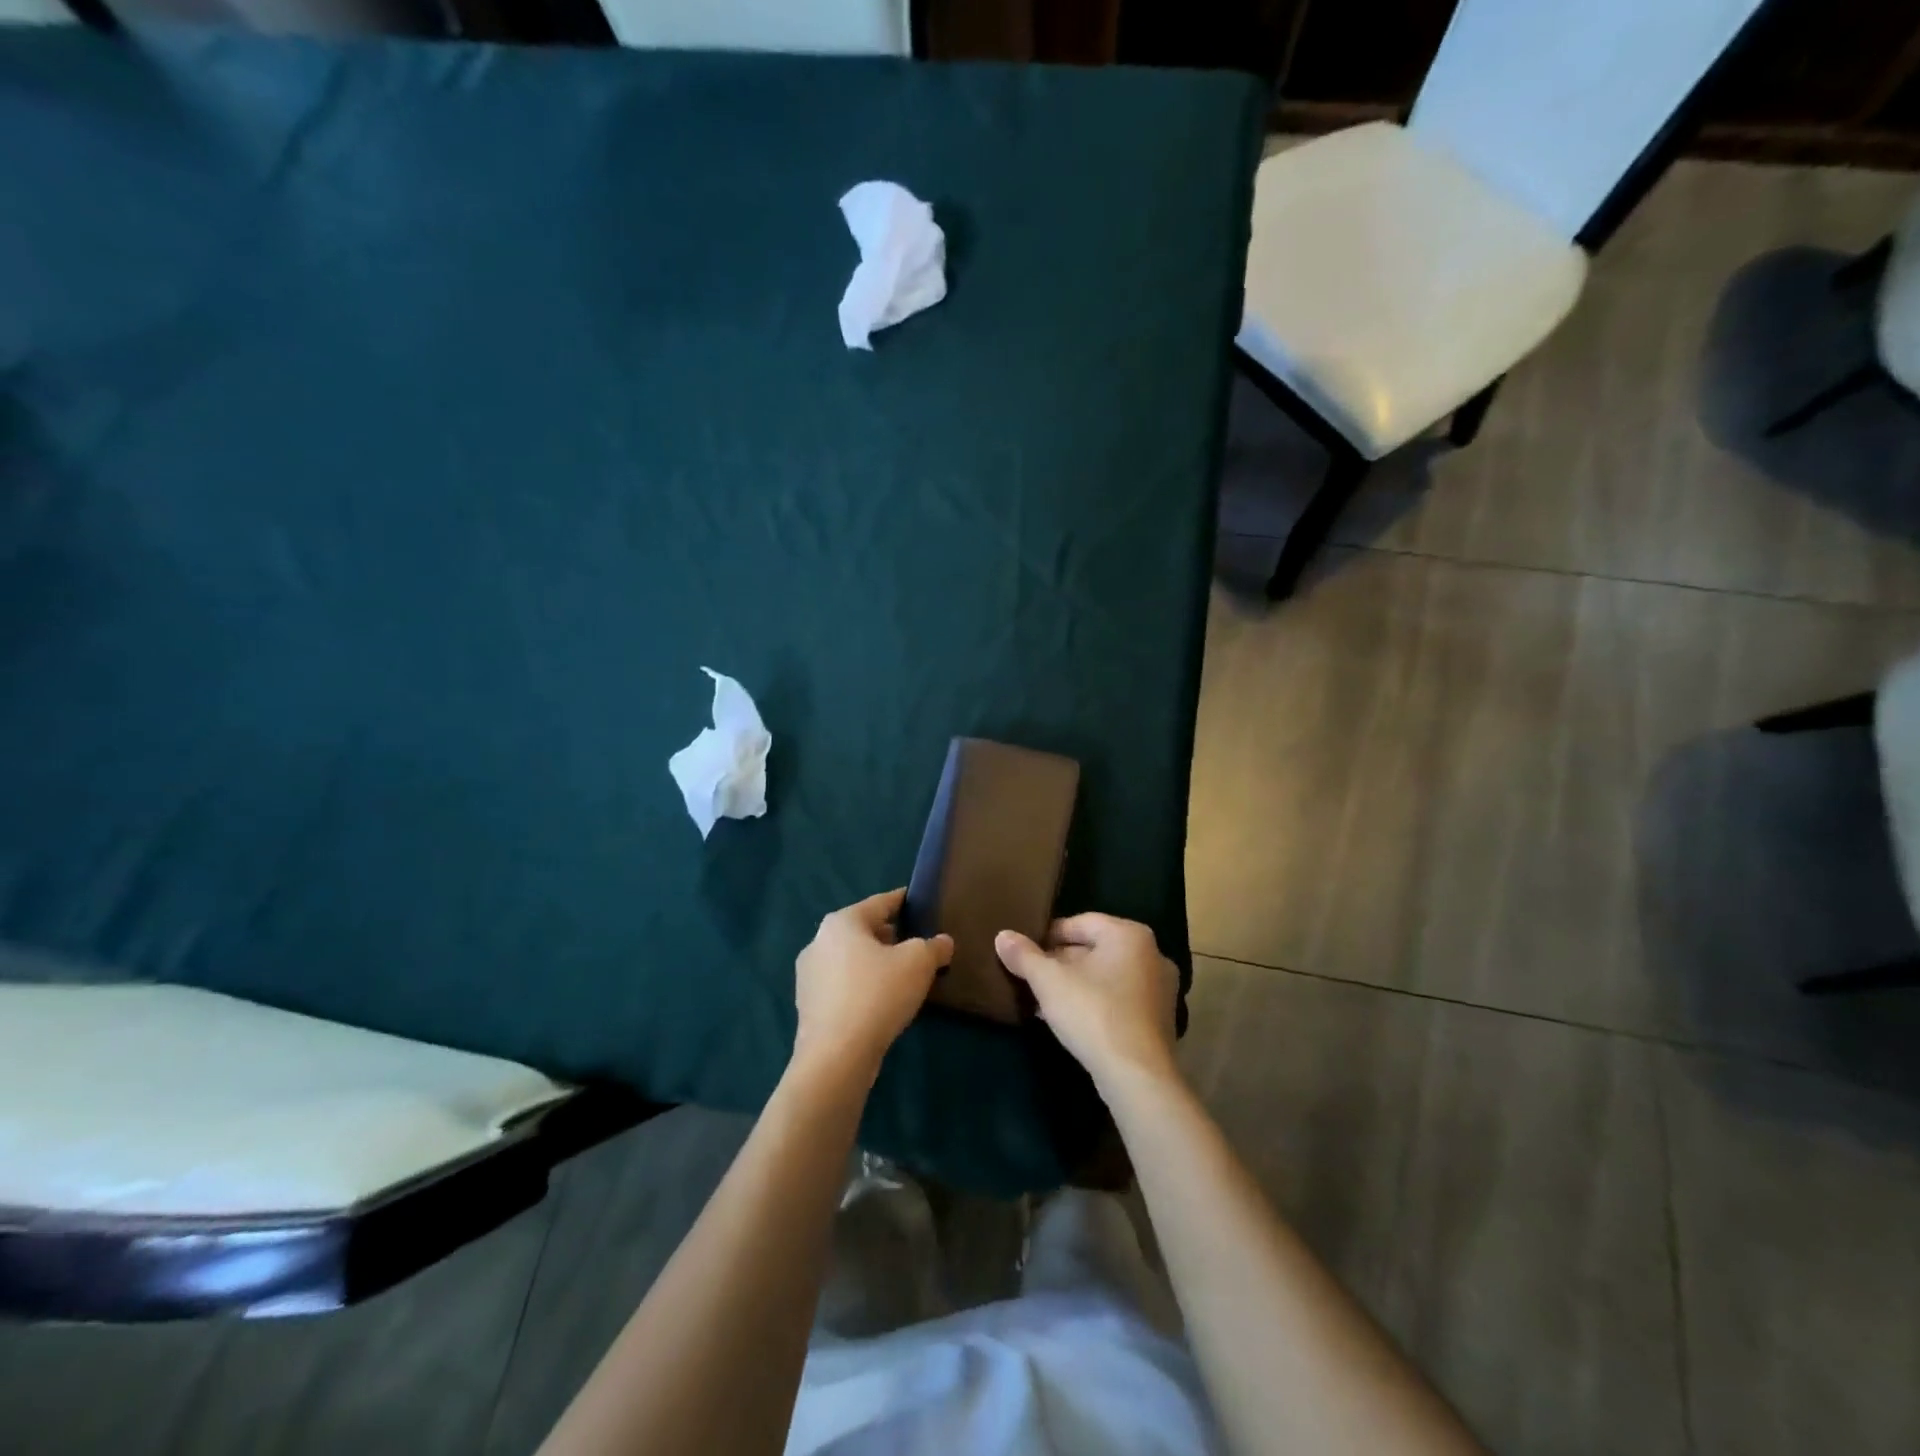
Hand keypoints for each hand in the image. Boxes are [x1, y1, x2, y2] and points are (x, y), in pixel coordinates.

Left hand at [794, 889, 952, 1081]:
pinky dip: (862, 986)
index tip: (917, 901)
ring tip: (902, 975)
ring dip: (875, 963)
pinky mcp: (808, 1006)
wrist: (836, 1056)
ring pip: (851, 960)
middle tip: (916, 944)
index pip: (880, 903)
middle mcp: (818, 941)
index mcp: (842, 922)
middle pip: (863, 931)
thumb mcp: (918, 963)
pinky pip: (843, 986)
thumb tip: (942, 943)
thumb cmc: (877, 994)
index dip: (902, 901)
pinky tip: (881, 1002)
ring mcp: (809, 976)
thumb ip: (934, 947)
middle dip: (890, 936)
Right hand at [996, 914, 1179, 1093]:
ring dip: (1076, 985)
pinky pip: (1120, 1000)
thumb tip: (1002, 935)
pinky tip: (1071, 1021)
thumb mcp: (1049, 981)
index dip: (1048, 936)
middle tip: (1032, 978)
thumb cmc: (1094, 1014)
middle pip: (1094, 949)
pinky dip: (1096, 1004)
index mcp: (1129, 934)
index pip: (1080, 923)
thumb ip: (1024, 956)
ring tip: (1045, 1001)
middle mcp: (1152, 954)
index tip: (1025, 953)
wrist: (1137, 1076)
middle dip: (1061, 963)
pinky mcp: (1160, 1020)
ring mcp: (1161, 989)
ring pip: (1106, 977)